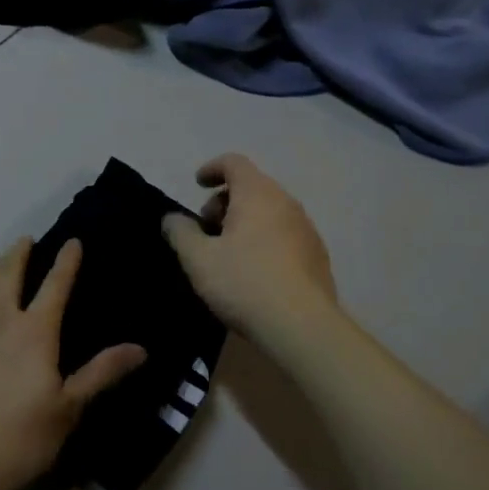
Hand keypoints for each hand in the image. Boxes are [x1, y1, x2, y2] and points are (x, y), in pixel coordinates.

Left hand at [0, 238, 144, 489]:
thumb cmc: (17, 439)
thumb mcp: (68, 409)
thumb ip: (101, 373)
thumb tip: (140, 348)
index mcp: (35, 330)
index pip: (55, 284)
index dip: (67, 260)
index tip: (73, 241)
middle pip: (8, 271)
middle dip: (19, 252)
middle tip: (26, 241)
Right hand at [161, 154, 339, 341]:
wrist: (302, 327)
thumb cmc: (245, 283)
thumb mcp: (199, 260)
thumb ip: (181, 233)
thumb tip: (171, 219)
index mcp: (257, 194)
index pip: (234, 162)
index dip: (212, 168)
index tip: (197, 184)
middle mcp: (286, 203)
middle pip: (252, 186)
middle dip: (225, 200)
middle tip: (207, 228)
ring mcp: (306, 229)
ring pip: (270, 211)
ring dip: (245, 221)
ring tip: (227, 252)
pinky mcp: (317, 255)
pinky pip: (285, 233)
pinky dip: (265, 239)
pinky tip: (254, 271)